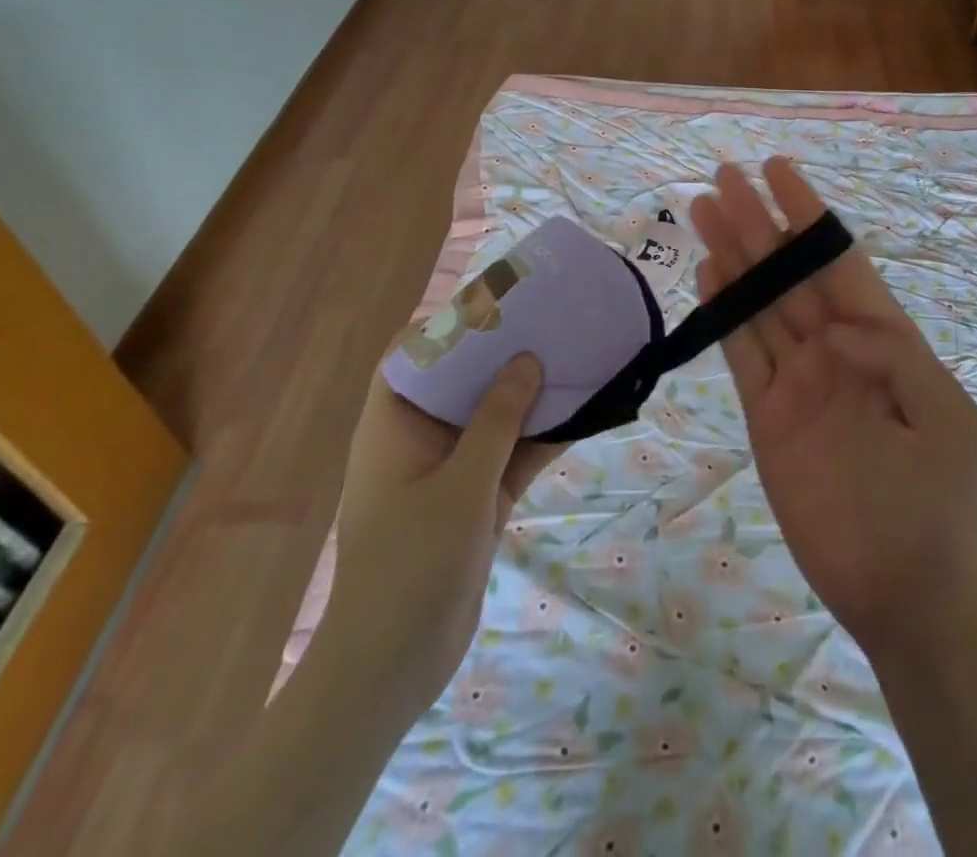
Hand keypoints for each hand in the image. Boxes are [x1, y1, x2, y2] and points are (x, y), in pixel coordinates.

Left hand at [326, 356, 563, 712]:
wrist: (393, 670)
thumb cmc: (411, 566)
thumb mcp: (460, 486)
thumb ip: (496, 420)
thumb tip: (527, 359)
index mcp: (393, 425)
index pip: (411, 354)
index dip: (447, 324)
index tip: (496, 305)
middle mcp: (420, 439)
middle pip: (461, 380)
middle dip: (502, 354)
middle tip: (549, 323)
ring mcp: (450, 470)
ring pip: (493, 417)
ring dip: (529, 395)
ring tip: (575, 358)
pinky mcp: (476, 500)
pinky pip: (512, 455)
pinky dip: (541, 438)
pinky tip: (583, 415)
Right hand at [690, 159, 976, 659]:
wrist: (908, 592)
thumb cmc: (938, 501)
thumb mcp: (944, 416)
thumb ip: (894, 356)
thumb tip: (840, 320)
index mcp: (883, 340)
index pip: (838, 261)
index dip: (807, 214)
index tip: (777, 170)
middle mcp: (835, 349)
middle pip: (790, 273)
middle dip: (758, 223)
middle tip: (722, 178)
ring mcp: (798, 380)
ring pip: (760, 304)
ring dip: (733, 257)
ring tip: (702, 210)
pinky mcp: (767, 416)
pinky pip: (742, 355)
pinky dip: (724, 315)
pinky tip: (708, 275)